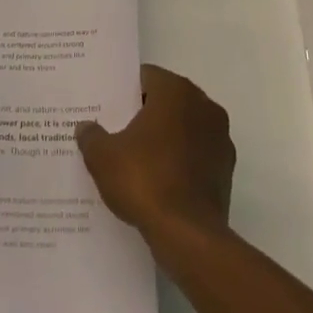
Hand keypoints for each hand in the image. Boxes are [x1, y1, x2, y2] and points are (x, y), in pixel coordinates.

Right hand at [76, 64, 234, 243]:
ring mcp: (220, 137)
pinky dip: (180, 160)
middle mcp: (204, 105)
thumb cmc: (144, 181)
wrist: (188, 235)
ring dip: (165, 137)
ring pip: (184, 127)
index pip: (146, 77)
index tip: (108, 106)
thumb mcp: (103, 157)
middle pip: (167, 100)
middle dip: (144, 113)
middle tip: (117, 129)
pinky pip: (196, 154)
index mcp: (176, 91)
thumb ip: (91, 136)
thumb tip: (86, 127)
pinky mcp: (226, 169)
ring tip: (136, 157)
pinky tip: (158, 180)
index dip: (125, 91)